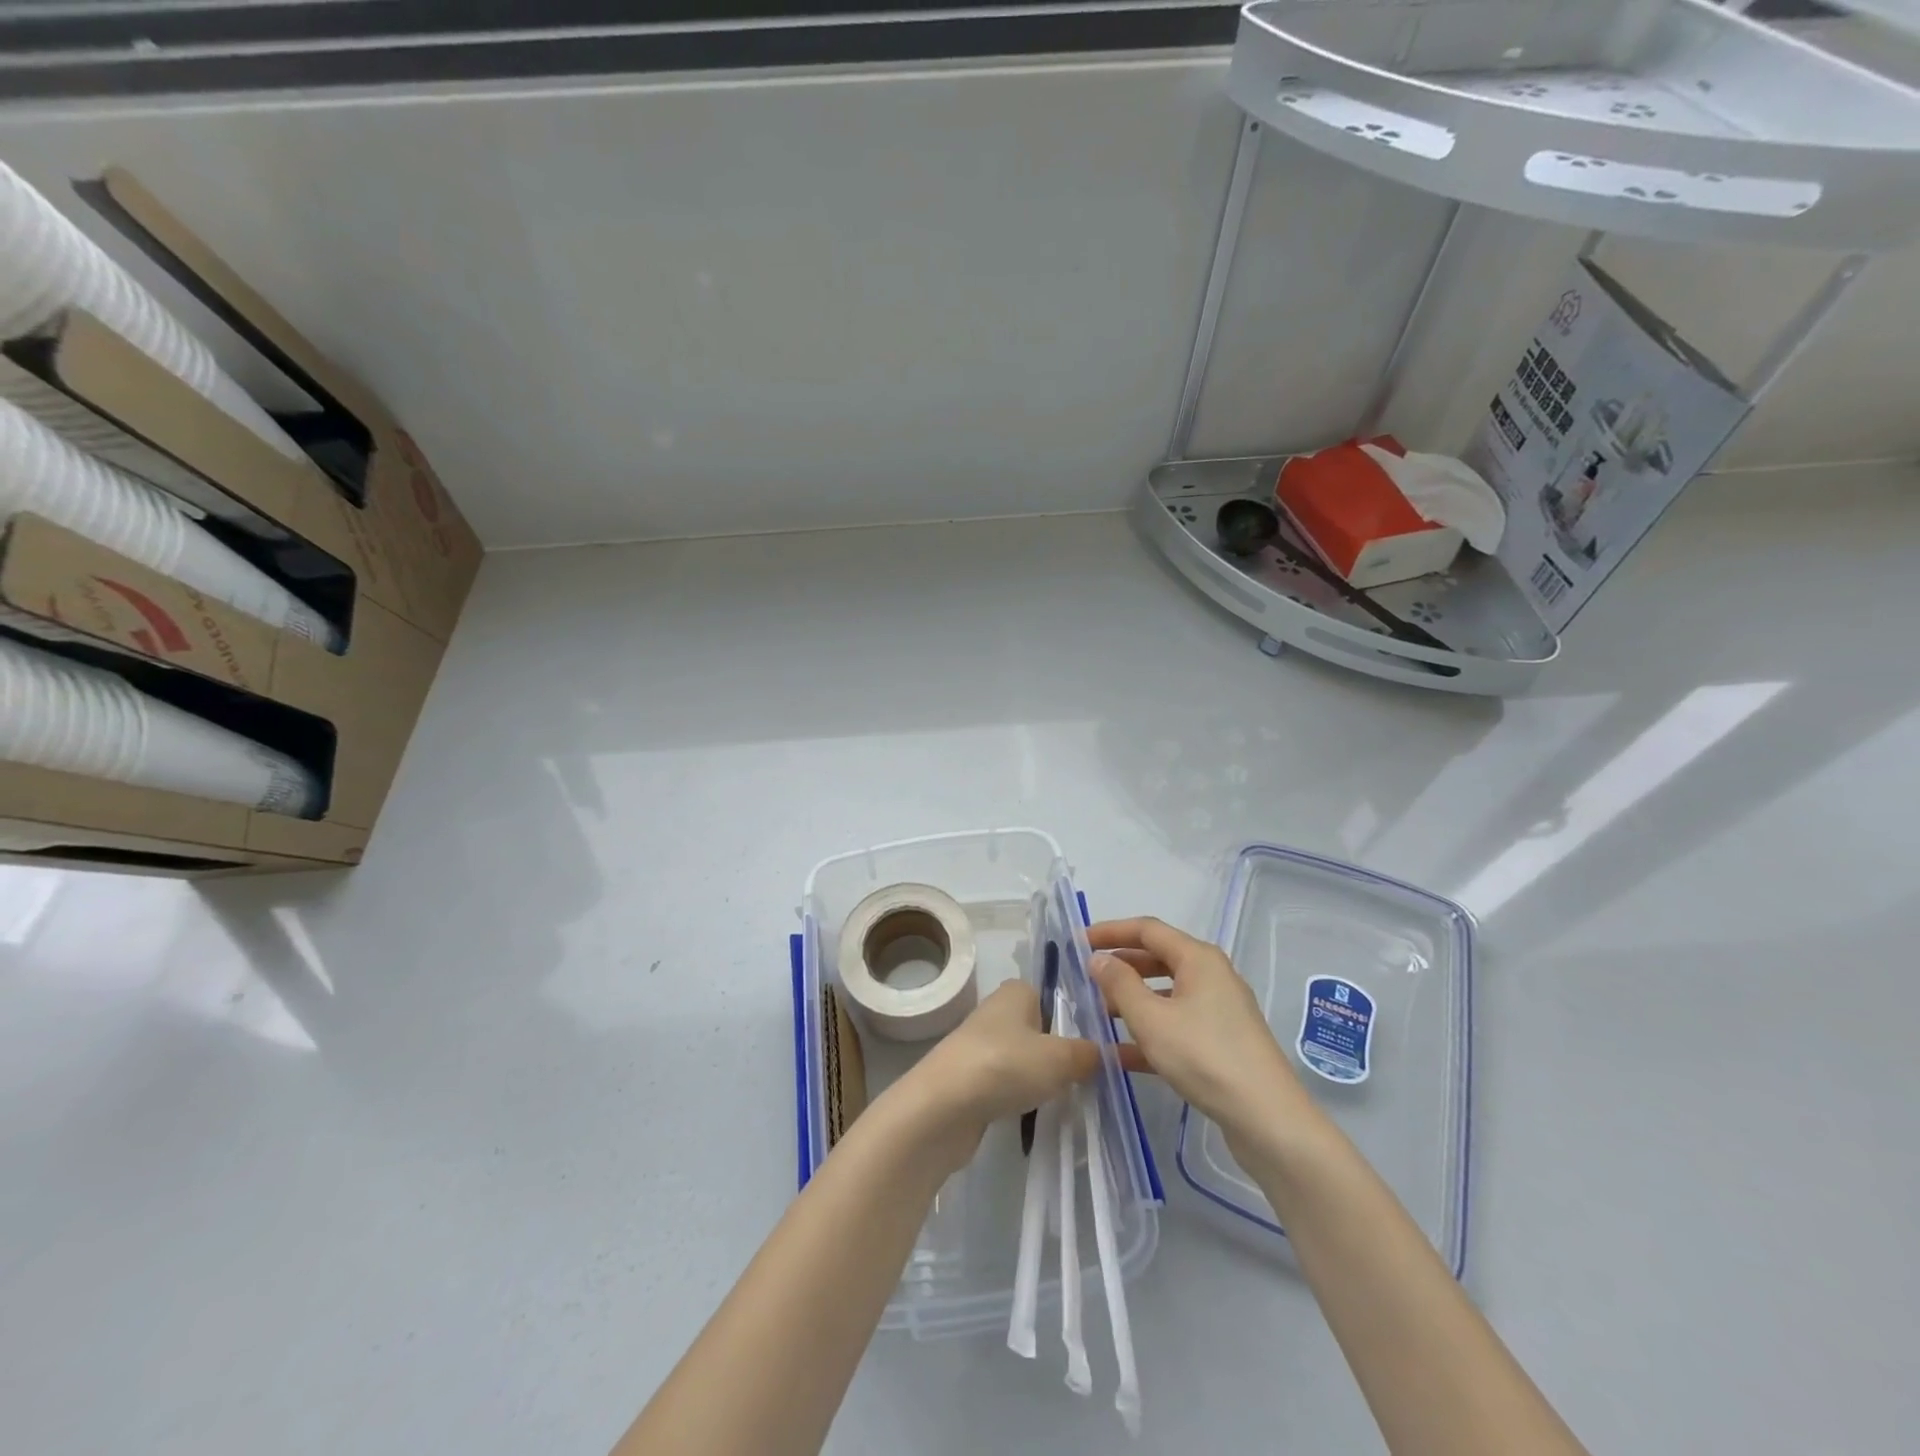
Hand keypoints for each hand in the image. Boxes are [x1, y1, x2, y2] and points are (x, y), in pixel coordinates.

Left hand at [897, 981, 1105, 1152]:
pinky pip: (1006, 1084)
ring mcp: (980, 1046)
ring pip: (1023, 1059)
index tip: (1098, 1045)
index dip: (1075, 1018)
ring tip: (1063, 1099)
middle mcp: (996, 1011)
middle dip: (1060, 1052)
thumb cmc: (1005, 1066)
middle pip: (1040, 1030)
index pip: (1054, 994)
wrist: (941, 1108)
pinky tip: (1033, 1115)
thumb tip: (1102, 1053)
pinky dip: (1019, 1098)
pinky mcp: (970, 1080)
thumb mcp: (1060, 1058)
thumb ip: (1087, 1054)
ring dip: (1039, 1078)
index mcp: (1016, 991)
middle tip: (1086, 1076)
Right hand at [1089, 917, 1312, 1139]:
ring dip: (1131, 1001)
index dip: (1111, 932)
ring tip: (1097, 1014)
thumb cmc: (1205, 1056)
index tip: (1078, 941)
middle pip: (1158, 958)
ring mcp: (1219, 1010)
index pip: (1147, 929)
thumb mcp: (1151, 1019)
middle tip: (1085, 978)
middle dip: (1120, 966)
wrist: (1267, 1119)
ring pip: (1166, 994)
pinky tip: (1120, 1054)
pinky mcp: (1221, 1042)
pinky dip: (1149, 1031)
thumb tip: (1098, 959)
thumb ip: (1120, 984)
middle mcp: (1211, 976)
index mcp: (1198, 958)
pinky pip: (1176, 1024)